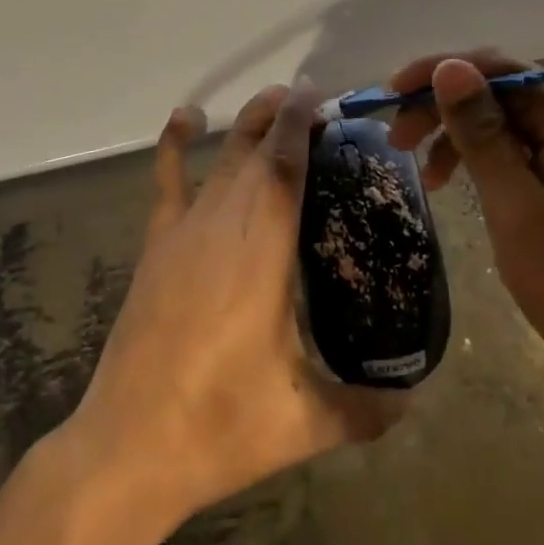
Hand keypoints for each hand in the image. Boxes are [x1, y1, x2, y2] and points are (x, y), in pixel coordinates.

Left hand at [60, 83, 402, 532]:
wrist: (130, 446)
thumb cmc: (222, 427)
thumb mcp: (307, 422)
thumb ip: (367, 409)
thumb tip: (413, 400)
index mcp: (262, 253)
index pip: (284, 168)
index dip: (300, 125)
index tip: (319, 98)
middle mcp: (223, 226)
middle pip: (255, 152)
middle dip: (283, 118)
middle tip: (316, 106)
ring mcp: (184, 232)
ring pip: (221, 160)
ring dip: (248, 125)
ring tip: (274, 102)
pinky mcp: (157, 246)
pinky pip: (166, 180)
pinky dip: (175, 145)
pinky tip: (187, 118)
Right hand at [385, 49, 543, 408]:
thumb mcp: (518, 214)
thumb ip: (482, 135)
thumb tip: (449, 66)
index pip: (498, 69)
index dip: (437, 74)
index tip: (389, 97)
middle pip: (506, 90)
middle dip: (446, 108)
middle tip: (396, 140)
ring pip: (517, 117)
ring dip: (466, 136)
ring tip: (427, 178)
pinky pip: (536, 142)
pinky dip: (496, 156)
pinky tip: (468, 184)